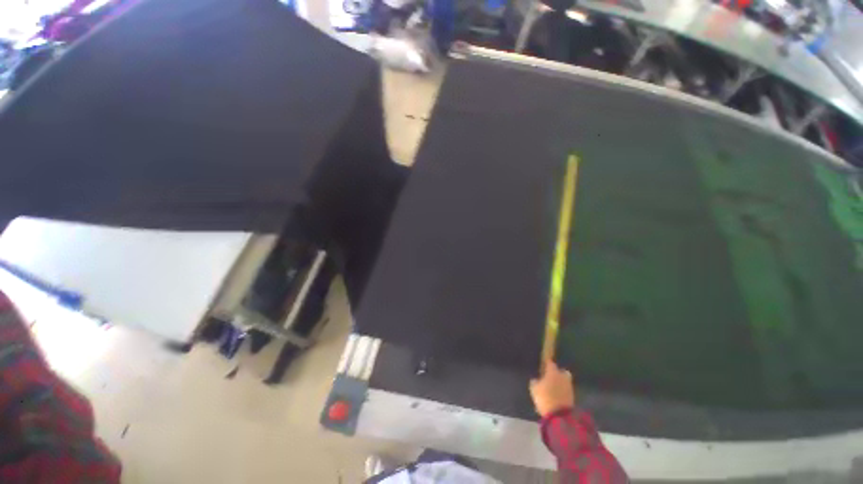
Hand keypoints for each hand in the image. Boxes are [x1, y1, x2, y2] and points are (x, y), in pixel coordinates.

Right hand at [529, 360, 574, 417]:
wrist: (560, 415)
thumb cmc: (545, 398)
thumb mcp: (534, 389)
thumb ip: (535, 382)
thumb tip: (536, 379)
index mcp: (553, 372)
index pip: (550, 363)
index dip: (546, 363)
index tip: (543, 365)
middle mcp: (563, 376)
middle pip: (561, 371)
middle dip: (557, 373)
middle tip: (550, 377)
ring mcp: (569, 387)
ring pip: (564, 381)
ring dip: (560, 383)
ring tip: (553, 388)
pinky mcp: (573, 397)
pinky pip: (566, 390)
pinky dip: (562, 391)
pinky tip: (556, 396)